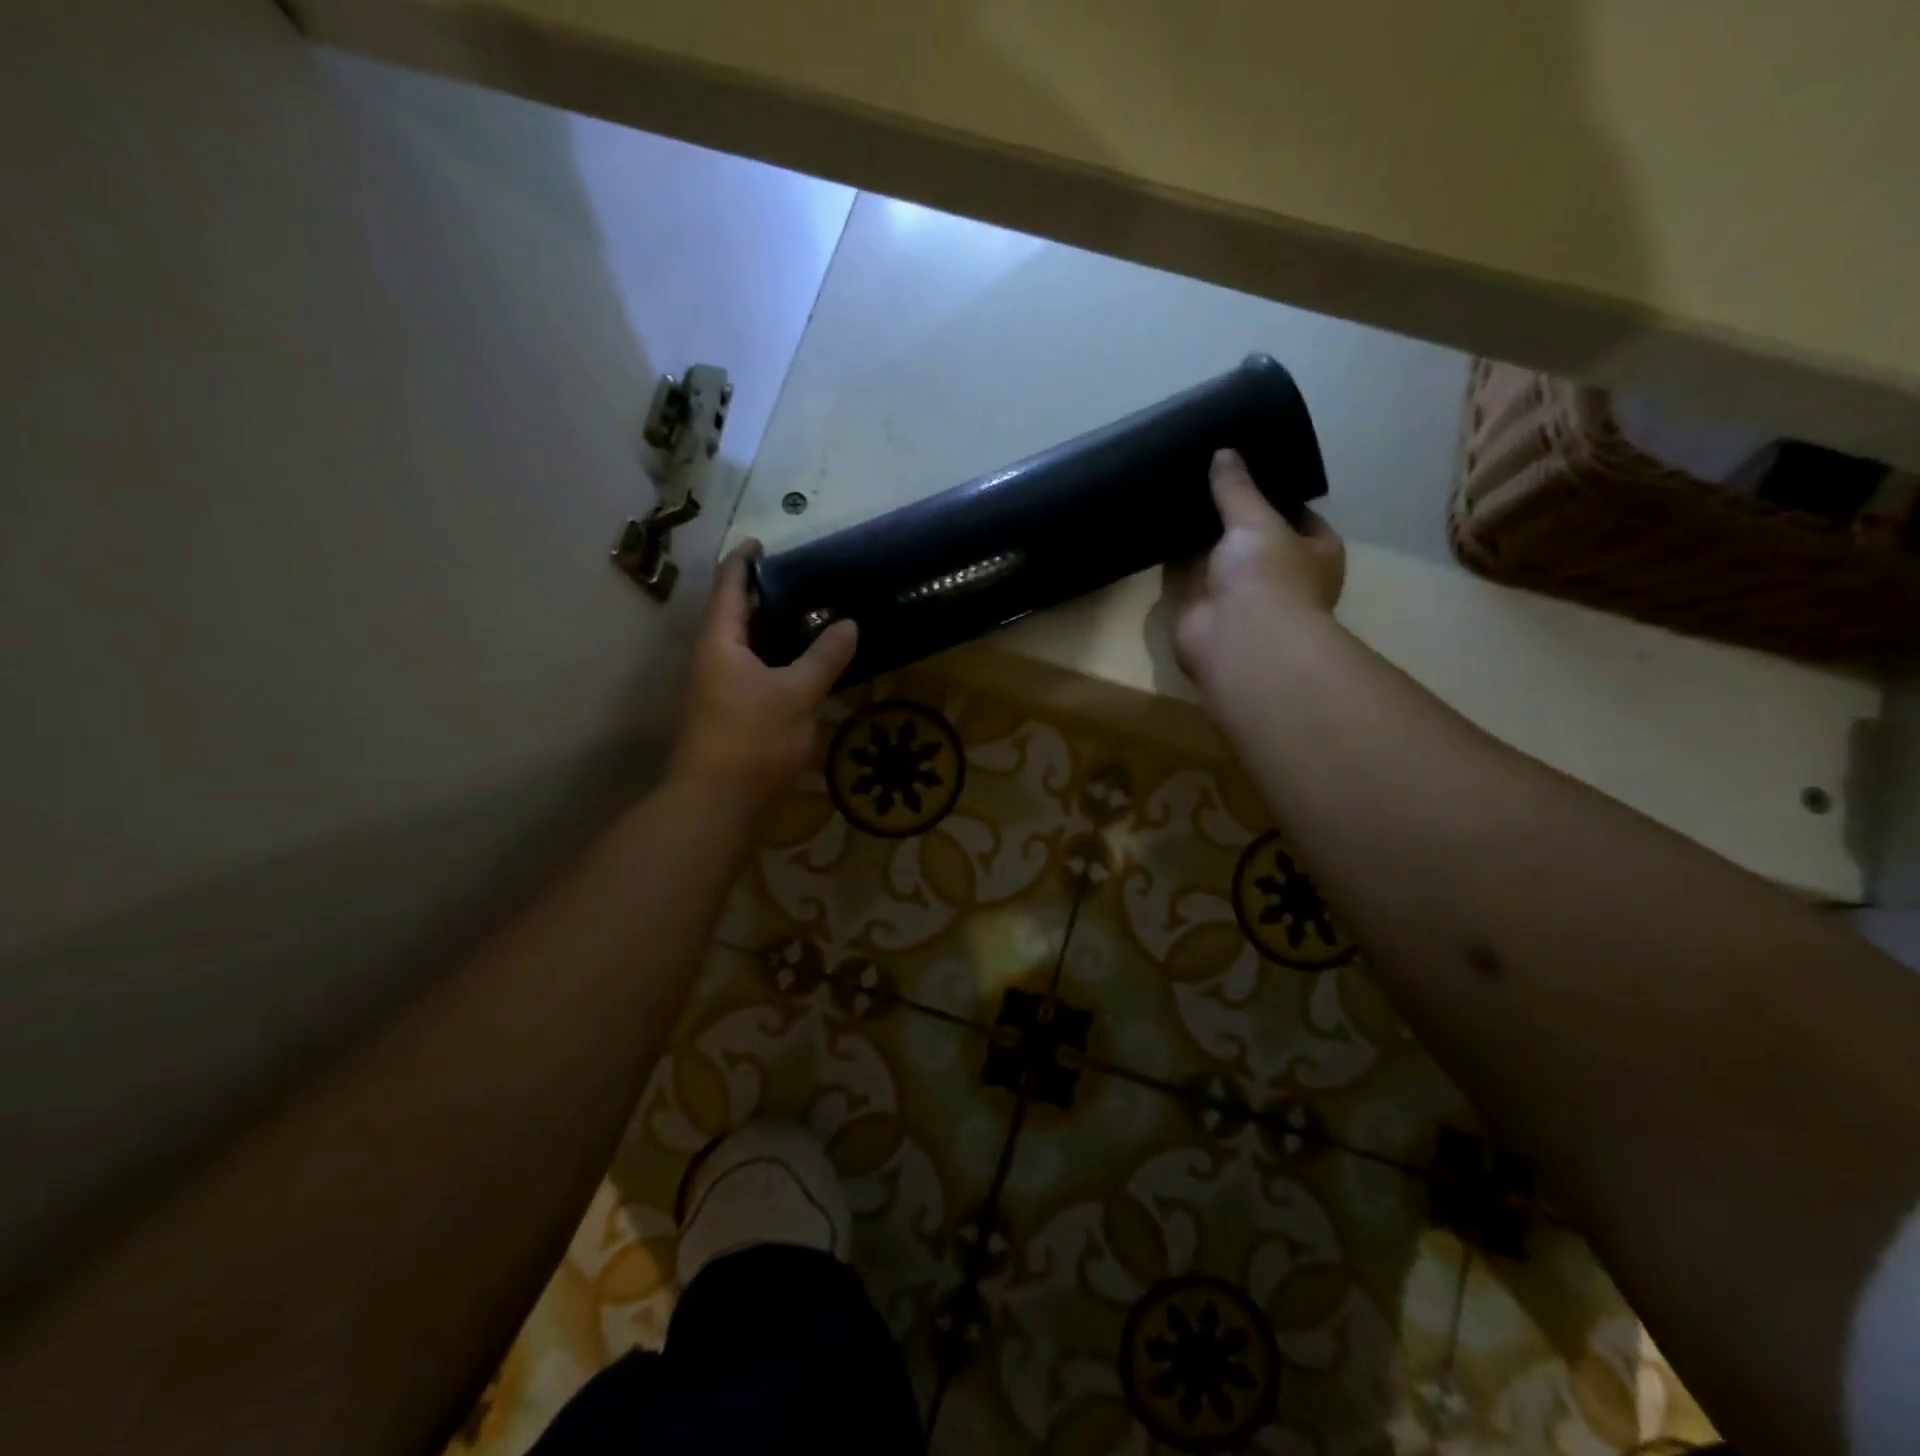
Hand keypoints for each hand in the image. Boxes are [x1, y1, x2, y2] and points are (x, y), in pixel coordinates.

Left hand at [668, 541, 858, 814]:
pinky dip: (775, 659)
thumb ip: (824, 658)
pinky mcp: (729, 714)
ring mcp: (718, 688)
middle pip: (734, 614)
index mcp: (721, 642)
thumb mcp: (797, 694)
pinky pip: (752, 671)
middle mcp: (712, 659)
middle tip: (802, 581)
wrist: (717, 803)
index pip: (729, 587)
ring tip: (808, 617)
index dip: (744, 561)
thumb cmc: (753, 739)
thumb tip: (849, 624)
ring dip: (771, 629)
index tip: (763, 542)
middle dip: (763, 595)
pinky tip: (801, 666)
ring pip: (744, 646)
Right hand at [1163, 449, 1345, 698]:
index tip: (1248, 465)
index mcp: (1313, 553)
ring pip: (1214, 553)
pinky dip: (1170, 553)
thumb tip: (1224, 453)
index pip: (1298, 515)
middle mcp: (1277, 574)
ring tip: (1177, 487)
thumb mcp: (1258, 520)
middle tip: (1205, 472)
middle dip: (1229, 511)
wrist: (1236, 640)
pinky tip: (1156, 520)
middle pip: (1251, 534)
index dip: (1276, 492)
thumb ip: (1238, 488)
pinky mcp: (1197, 605)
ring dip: (1198, 533)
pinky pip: (1182, 571)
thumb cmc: (1269, 577)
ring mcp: (1235, 592)